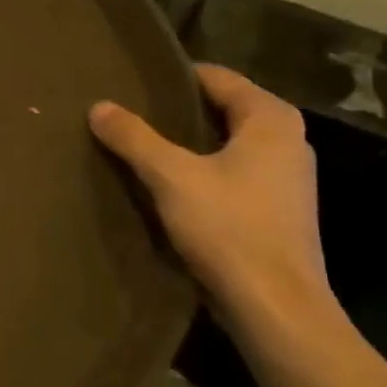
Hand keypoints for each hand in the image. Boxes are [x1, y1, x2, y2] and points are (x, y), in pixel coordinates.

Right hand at [89, 65, 331, 338]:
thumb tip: (99, 106)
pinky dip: (202, 171)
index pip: (217, 77)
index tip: (133, 83)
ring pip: (227, 144)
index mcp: (271, 119)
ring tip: (141, 146)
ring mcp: (286, 178)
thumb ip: (134, 138)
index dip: (174, 77)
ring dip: (188, 144)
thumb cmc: (229, 229)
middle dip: (178, 111)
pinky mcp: (277, 211)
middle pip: (223, 109)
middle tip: (130, 112)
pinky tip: (168, 185)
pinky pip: (233, 173)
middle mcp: (288, 140)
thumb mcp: (171, 177)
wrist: (276, 309)